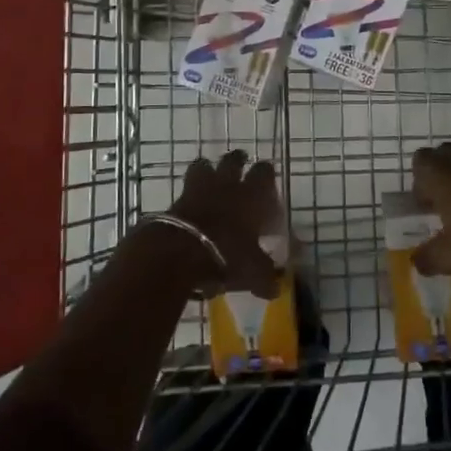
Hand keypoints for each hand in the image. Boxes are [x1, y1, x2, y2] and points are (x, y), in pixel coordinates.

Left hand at [132, 151, 282, 298]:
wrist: (180, 252)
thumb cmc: (227, 256)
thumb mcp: (253, 272)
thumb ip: (265, 277)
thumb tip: (275, 289)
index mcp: (251, 196)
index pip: (264, 173)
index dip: (266, 174)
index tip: (267, 180)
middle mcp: (226, 186)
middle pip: (232, 161)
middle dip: (237, 161)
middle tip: (240, 165)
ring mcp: (198, 190)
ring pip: (203, 166)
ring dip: (208, 170)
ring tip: (210, 178)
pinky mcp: (176, 201)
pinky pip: (185, 190)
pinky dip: (189, 194)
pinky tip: (192, 205)